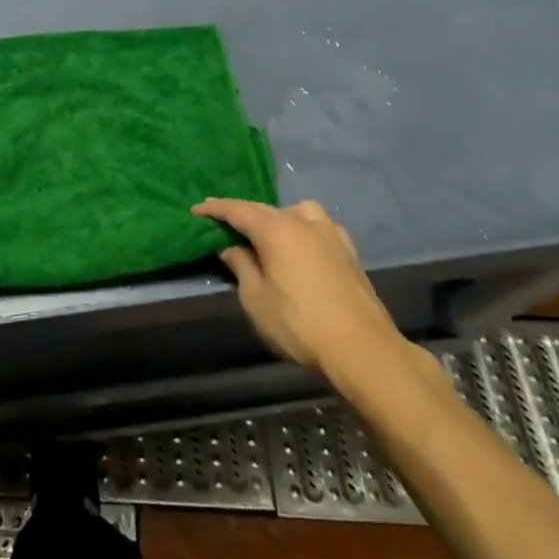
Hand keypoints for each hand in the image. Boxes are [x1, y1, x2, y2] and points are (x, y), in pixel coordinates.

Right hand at [193, 197, 402, 371]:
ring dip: (278, 217)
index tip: (196, 211)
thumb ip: (241, 266)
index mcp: (276, 230)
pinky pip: (319, 227)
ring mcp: (331, 235)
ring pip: (298, 212)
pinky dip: (303, 229)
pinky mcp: (350, 252)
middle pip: (265, 209)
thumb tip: (231, 247)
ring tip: (269, 236)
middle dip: (243, 214)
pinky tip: (302, 248)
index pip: (238, 210)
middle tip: (223, 223)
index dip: (214, 209)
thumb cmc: (299, 324)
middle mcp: (303, 223)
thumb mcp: (256, 299)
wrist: (363, 350)